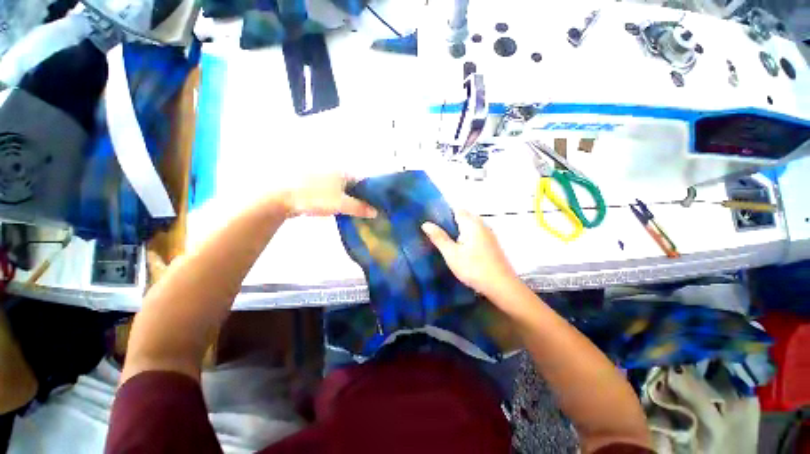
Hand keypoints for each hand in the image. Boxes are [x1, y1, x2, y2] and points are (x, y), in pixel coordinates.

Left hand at [282, 174, 376, 218]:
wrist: (283, 197)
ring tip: (354, 213)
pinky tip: (339, 210)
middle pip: (354, 187)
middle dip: (361, 198)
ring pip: (343, 190)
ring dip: (349, 201)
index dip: (371, 194)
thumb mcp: (341, 204)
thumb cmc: (316, 197)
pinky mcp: (315, 187)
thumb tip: (375, 212)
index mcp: (343, 173)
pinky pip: (332, 194)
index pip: (363, 182)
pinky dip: (338, 201)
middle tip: (366, 211)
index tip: (376, 205)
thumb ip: (359, 208)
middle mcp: (335, 173)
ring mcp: (324, 179)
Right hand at [422, 210, 519, 298]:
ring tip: (446, 242)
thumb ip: (439, 237)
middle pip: (463, 217)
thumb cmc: (473, 268)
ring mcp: (488, 234)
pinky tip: (460, 250)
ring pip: (469, 227)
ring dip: (458, 232)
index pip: (456, 210)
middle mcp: (482, 225)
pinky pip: (475, 234)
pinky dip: (466, 238)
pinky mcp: (491, 244)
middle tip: (437, 235)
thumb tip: (425, 224)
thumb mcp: (451, 254)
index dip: (443, 214)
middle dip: (450, 224)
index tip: (433, 223)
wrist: (501, 286)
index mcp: (471, 223)